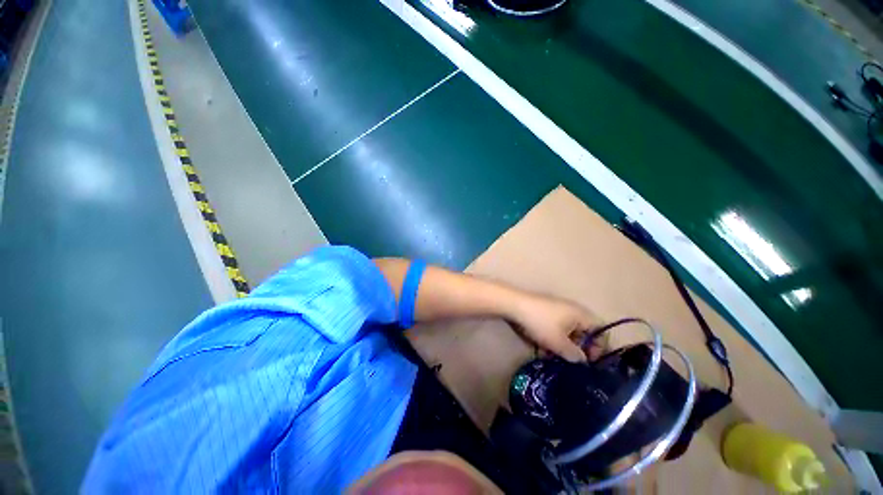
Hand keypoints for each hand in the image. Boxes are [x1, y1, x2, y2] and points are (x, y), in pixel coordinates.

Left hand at [510, 293, 603, 362]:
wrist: (515, 305)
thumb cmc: (541, 323)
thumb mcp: (559, 343)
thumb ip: (574, 354)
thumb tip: (582, 360)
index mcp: (581, 315)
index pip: (601, 331)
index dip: (600, 347)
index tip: (590, 362)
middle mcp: (572, 310)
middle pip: (584, 332)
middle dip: (578, 349)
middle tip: (571, 362)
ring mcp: (557, 310)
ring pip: (567, 331)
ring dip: (563, 346)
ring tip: (554, 358)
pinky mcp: (544, 312)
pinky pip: (554, 328)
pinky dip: (552, 338)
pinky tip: (542, 349)